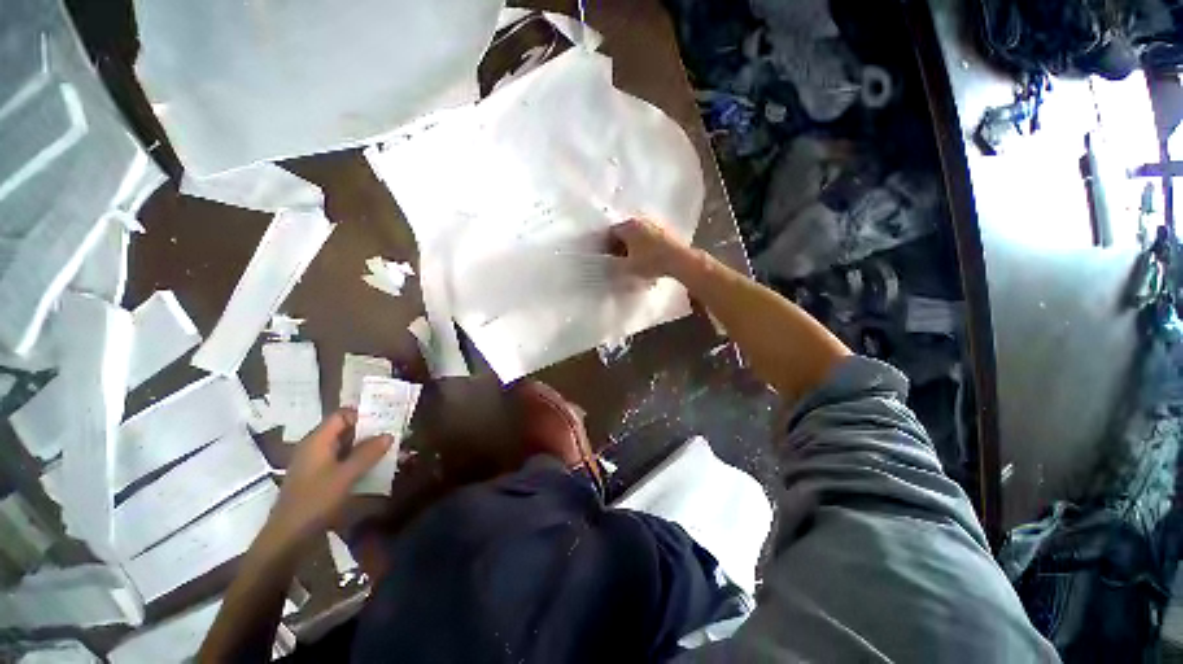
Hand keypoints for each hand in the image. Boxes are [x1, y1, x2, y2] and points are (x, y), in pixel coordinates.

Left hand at [266, 410, 392, 547]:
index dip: (363, 414)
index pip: (342, 415)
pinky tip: (373, 468)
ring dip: (365, 447)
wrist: (288, 537)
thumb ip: (367, 453)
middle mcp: (314, 447)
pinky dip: (357, 460)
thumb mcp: (345, 476)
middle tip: (393, 433)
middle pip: (344, 429)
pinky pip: (341, 460)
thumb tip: (388, 435)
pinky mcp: (318, 477)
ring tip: (389, 450)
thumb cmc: (315, 501)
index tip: (386, 419)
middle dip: (369, 431)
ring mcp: (315, 463)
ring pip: (344, 446)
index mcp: (317, 441)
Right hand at [608, 218, 695, 279]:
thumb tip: (610, 264)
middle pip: (624, 231)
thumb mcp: (628, 267)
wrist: (679, 259)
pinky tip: (645, 257)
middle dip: (619, 244)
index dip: (605, 245)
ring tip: (631, 260)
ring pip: (637, 234)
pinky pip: (649, 236)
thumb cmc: (651, 262)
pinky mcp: (665, 230)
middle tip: (617, 258)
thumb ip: (615, 265)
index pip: (610, 232)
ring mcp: (654, 224)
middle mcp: (640, 220)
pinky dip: (644, 245)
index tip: (605, 256)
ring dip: (632, 245)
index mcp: (628, 226)